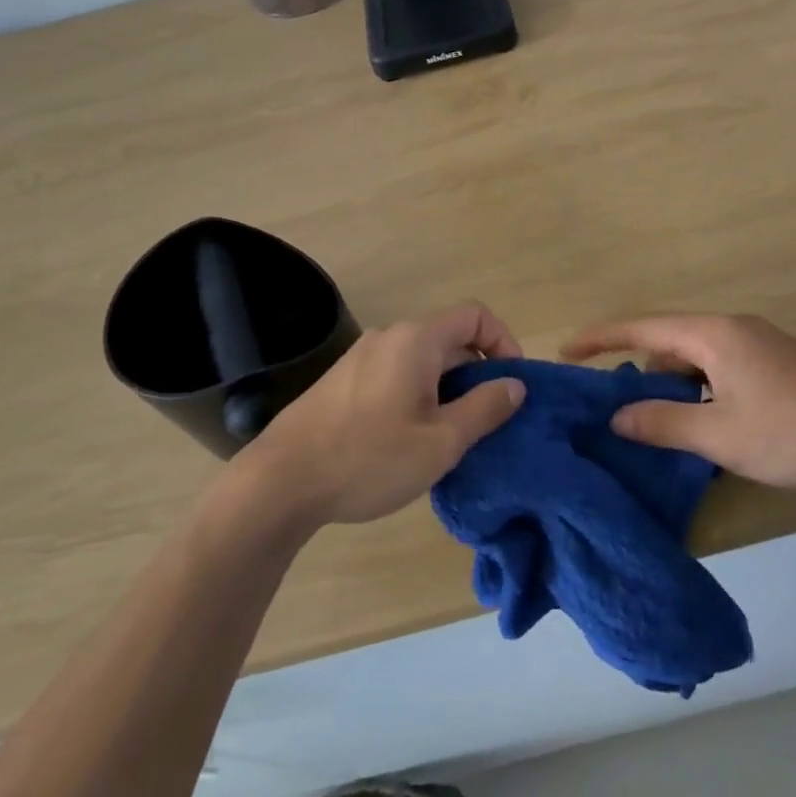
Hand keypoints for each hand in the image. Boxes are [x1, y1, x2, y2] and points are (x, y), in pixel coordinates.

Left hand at [240, 301, 527, 526]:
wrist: (281, 481)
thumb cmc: (369, 458)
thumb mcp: (440, 442)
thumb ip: (485, 408)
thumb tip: (515, 384)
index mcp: (416, 340)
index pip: (475, 315)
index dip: (503, 342)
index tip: (512, 383)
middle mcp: (389, 336)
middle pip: (449, 338)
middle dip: (476, 372)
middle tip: (486, 420)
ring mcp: (361, 357)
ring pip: (421, 360)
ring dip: (447, 387)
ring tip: (451, 435)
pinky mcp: (342, 381)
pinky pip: (395, 374)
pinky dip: (418, 394)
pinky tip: (409, 439)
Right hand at [562, 313, 795, 487]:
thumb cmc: (792, 428)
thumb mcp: (720, 434)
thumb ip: (663, 423)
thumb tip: (617, 416)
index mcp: (710, 334)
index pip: (640, 327)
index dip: (600, 338)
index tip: (567, 352)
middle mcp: (730, 328)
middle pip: (668, 343)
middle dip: (644, 375)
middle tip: (630, 416)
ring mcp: (756, 342)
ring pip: (696, 358)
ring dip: (676, 387)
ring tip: (673, 430)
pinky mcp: (776, 361)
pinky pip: (720, 366)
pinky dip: (703, 389)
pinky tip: (713, 426)